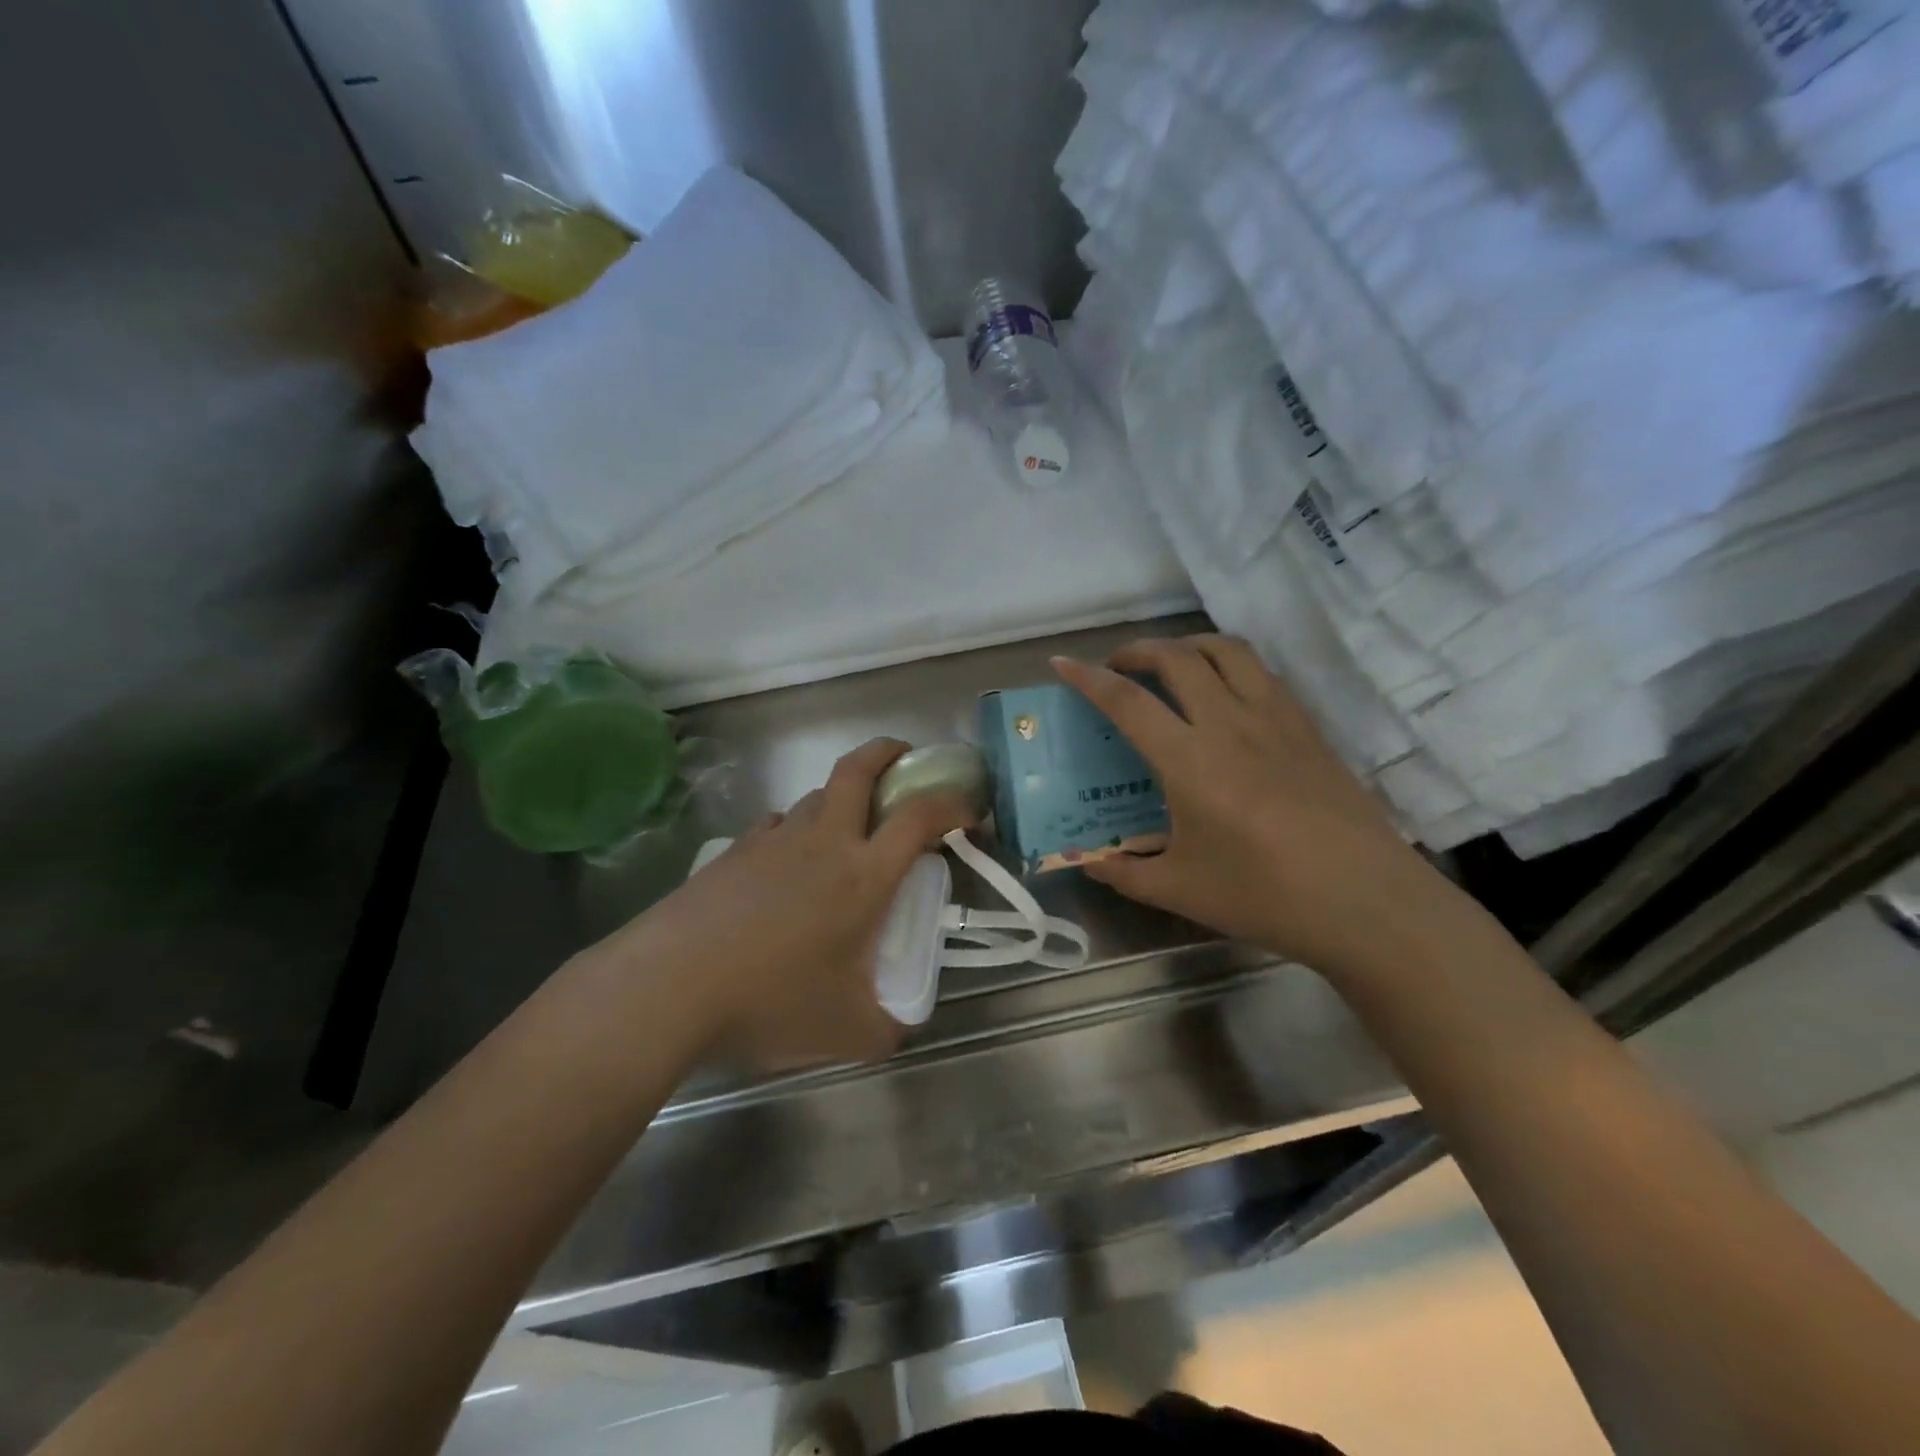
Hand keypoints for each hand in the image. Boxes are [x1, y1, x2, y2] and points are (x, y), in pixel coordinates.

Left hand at [595, 738, 974, 1068]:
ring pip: (817, 794)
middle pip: (859, 769)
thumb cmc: (770, 1000)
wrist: (671, 984)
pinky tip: (790, 859)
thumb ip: (886, 1029)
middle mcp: (823, 841)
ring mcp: (774, 839)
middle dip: (888, 752)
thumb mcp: (846, 1031)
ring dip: (842, 795)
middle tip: (905, 758)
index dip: (952, 805)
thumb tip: (900, 1029)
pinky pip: (778, 823)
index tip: (969, 813)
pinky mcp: (735, 850)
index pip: (919, 817)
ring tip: (848, 827)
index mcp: (863, 875)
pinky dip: (798, 826)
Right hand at [1053, 636, 1451, 975]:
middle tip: (1116, 668)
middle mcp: (1230, 724)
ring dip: (1187, 645)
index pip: (1127, 702)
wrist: (1366, 902)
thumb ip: (1123, 873)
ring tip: (1169, 665)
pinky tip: (1224, 694)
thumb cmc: (1265, 897)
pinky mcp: (1307, 727)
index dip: (1087, 678)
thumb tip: (1087, 861)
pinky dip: (1228, 665)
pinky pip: (1261, 673)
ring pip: (1226, 651)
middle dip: (1136, 651)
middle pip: (1176, 657)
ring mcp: (1275, 719)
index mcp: (1190, 761)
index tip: (1061, 664)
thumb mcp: (1180, 891)